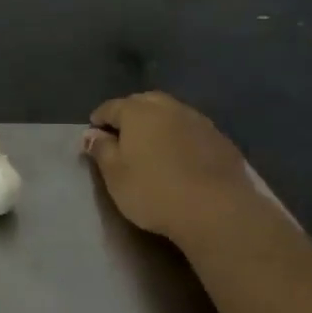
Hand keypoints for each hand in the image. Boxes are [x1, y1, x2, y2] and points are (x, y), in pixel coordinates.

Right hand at [83, 92, 265, 246]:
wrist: (216, 209)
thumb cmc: (154, 191)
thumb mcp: (115, 175)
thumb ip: (102, 150)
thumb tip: (91, 134)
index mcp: (137, 112)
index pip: (111, 107)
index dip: (99, 119)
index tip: (93, 134)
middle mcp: (168, 107)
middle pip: (142, 102)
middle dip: (129, 114)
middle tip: (122, 136)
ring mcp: (197, 120)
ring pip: (170, 112)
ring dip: (158, 122)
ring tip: (152, 144)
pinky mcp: (220, 138)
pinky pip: (191, 129)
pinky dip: (180, 135)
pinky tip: (180, 155)